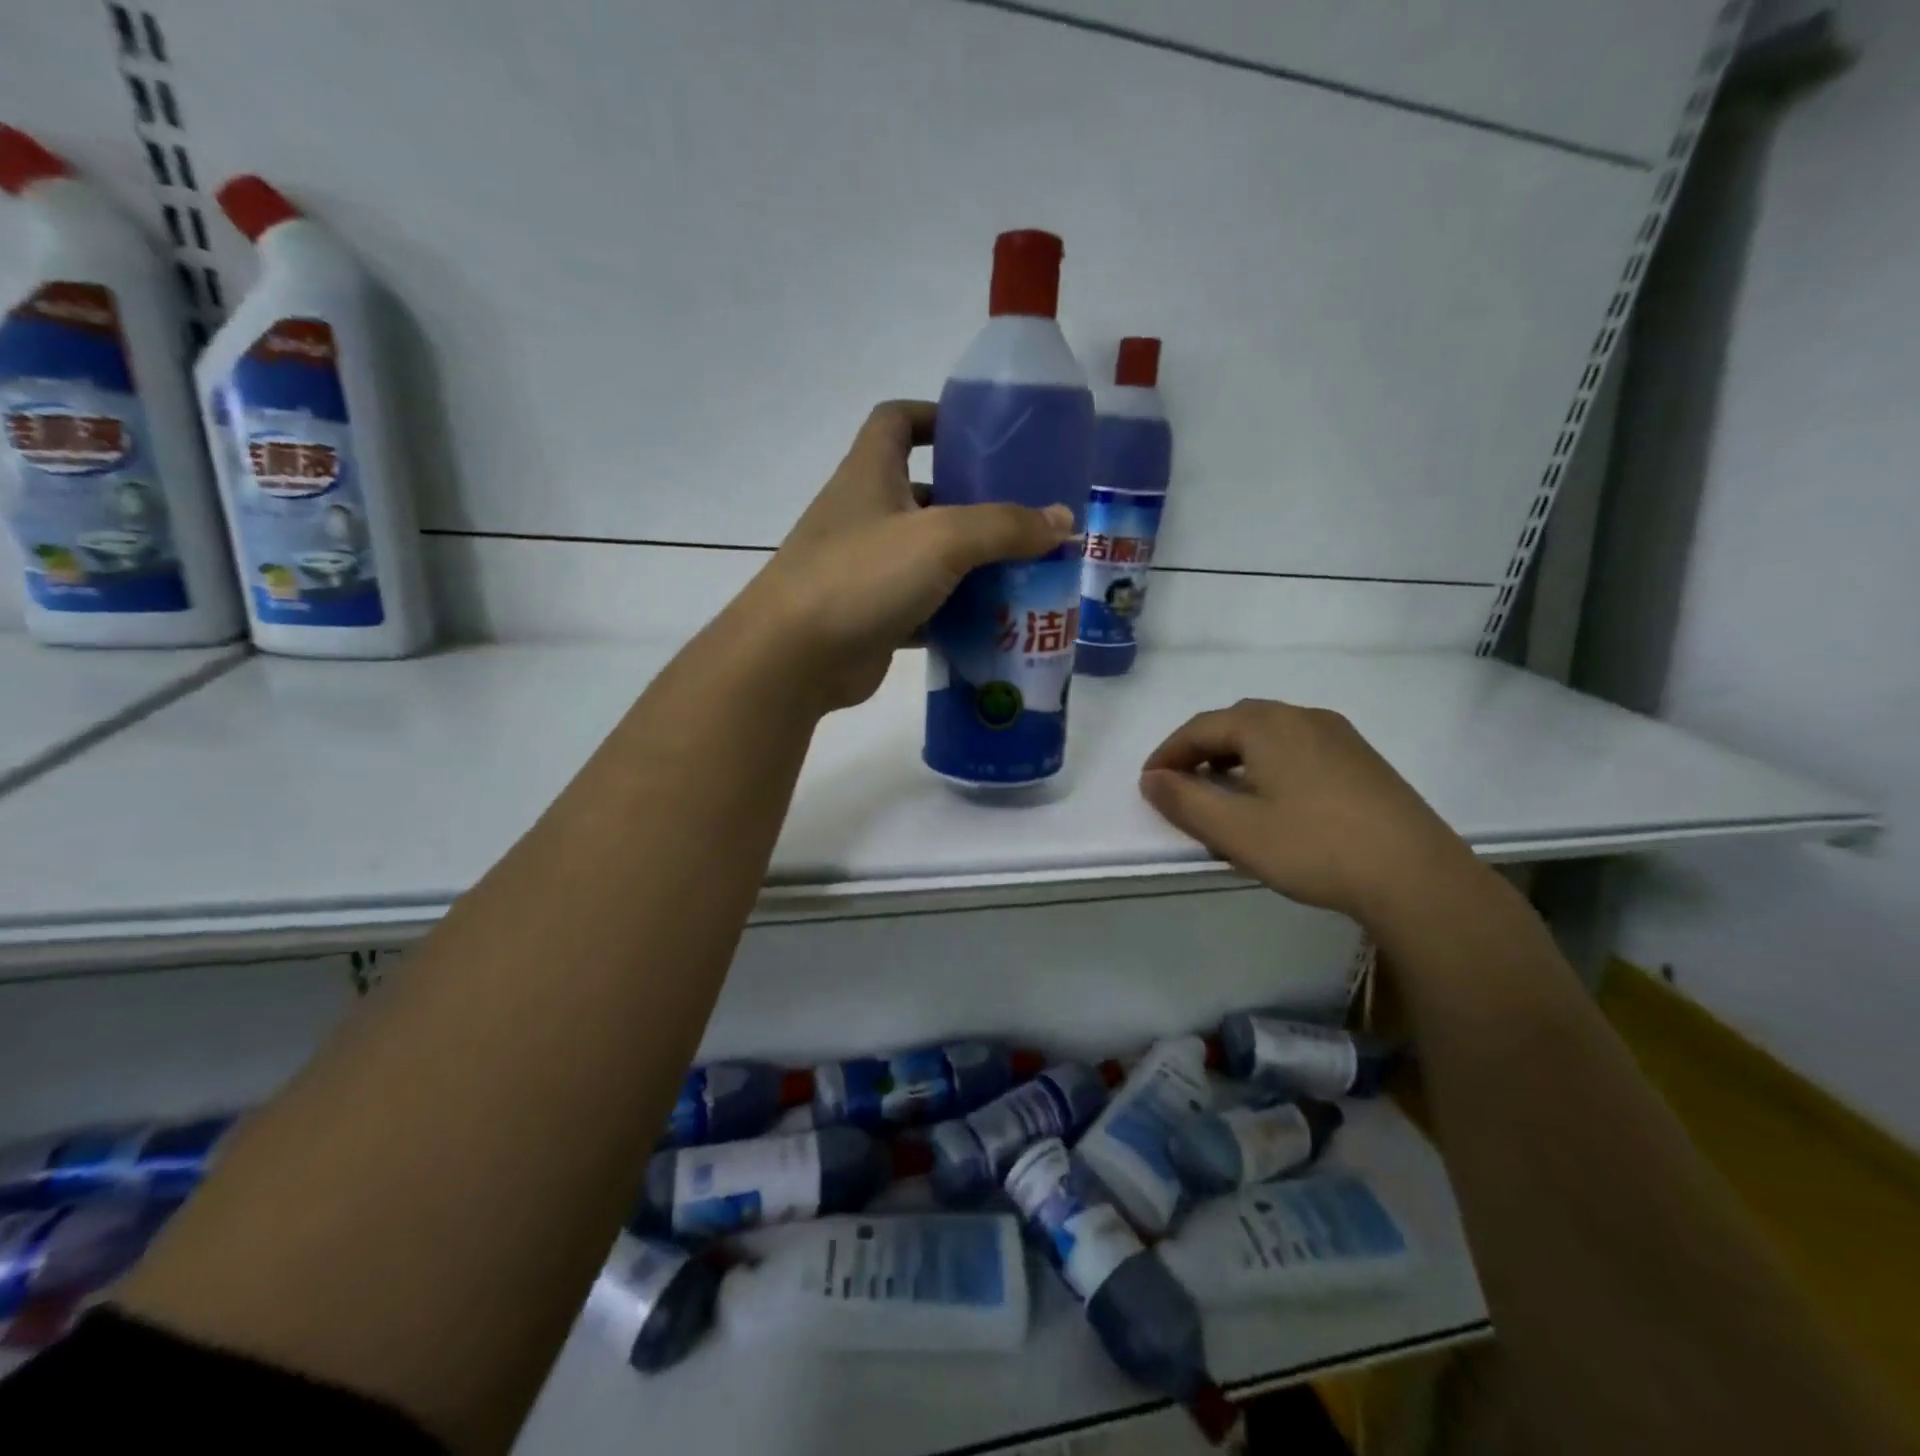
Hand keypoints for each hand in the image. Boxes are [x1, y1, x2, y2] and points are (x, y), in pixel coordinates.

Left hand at [743, 400, 1072, 710]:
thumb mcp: (942, 539)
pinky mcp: (873, 616)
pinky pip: (925, 605)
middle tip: (1026, 517)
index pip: (897, 421)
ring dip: (972, 562)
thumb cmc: (861, 577)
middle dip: (974, 501)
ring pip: (928, 556)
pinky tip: (997, 621)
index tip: (981, 435)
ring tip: (1027, 570)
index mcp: (870, 474)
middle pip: (924, 492)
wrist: (794, 658)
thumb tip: (1062, 520)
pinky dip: (956, 611)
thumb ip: (1005, 526)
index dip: (935, 416)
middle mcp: (866, 515)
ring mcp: (866, 569)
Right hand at [1139, 699, 1475, 923]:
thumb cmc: (1313, 847)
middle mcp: (1302, 716)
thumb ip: (1184, 801)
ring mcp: (1338, 735)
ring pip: (1269, 734)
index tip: (1149, 783)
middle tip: (1182, 785)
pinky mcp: (1362, 759)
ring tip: (1224, 794)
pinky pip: (1298, 748)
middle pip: (1235, 723)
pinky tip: (1275, 799)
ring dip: (1235, 757)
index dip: (1168, 753)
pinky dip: (1269, 764)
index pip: (1199, 727)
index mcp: (1267, 725)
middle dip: (1201, 751)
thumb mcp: (1234, 831)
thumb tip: (1152, 779)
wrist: (1416, 875)